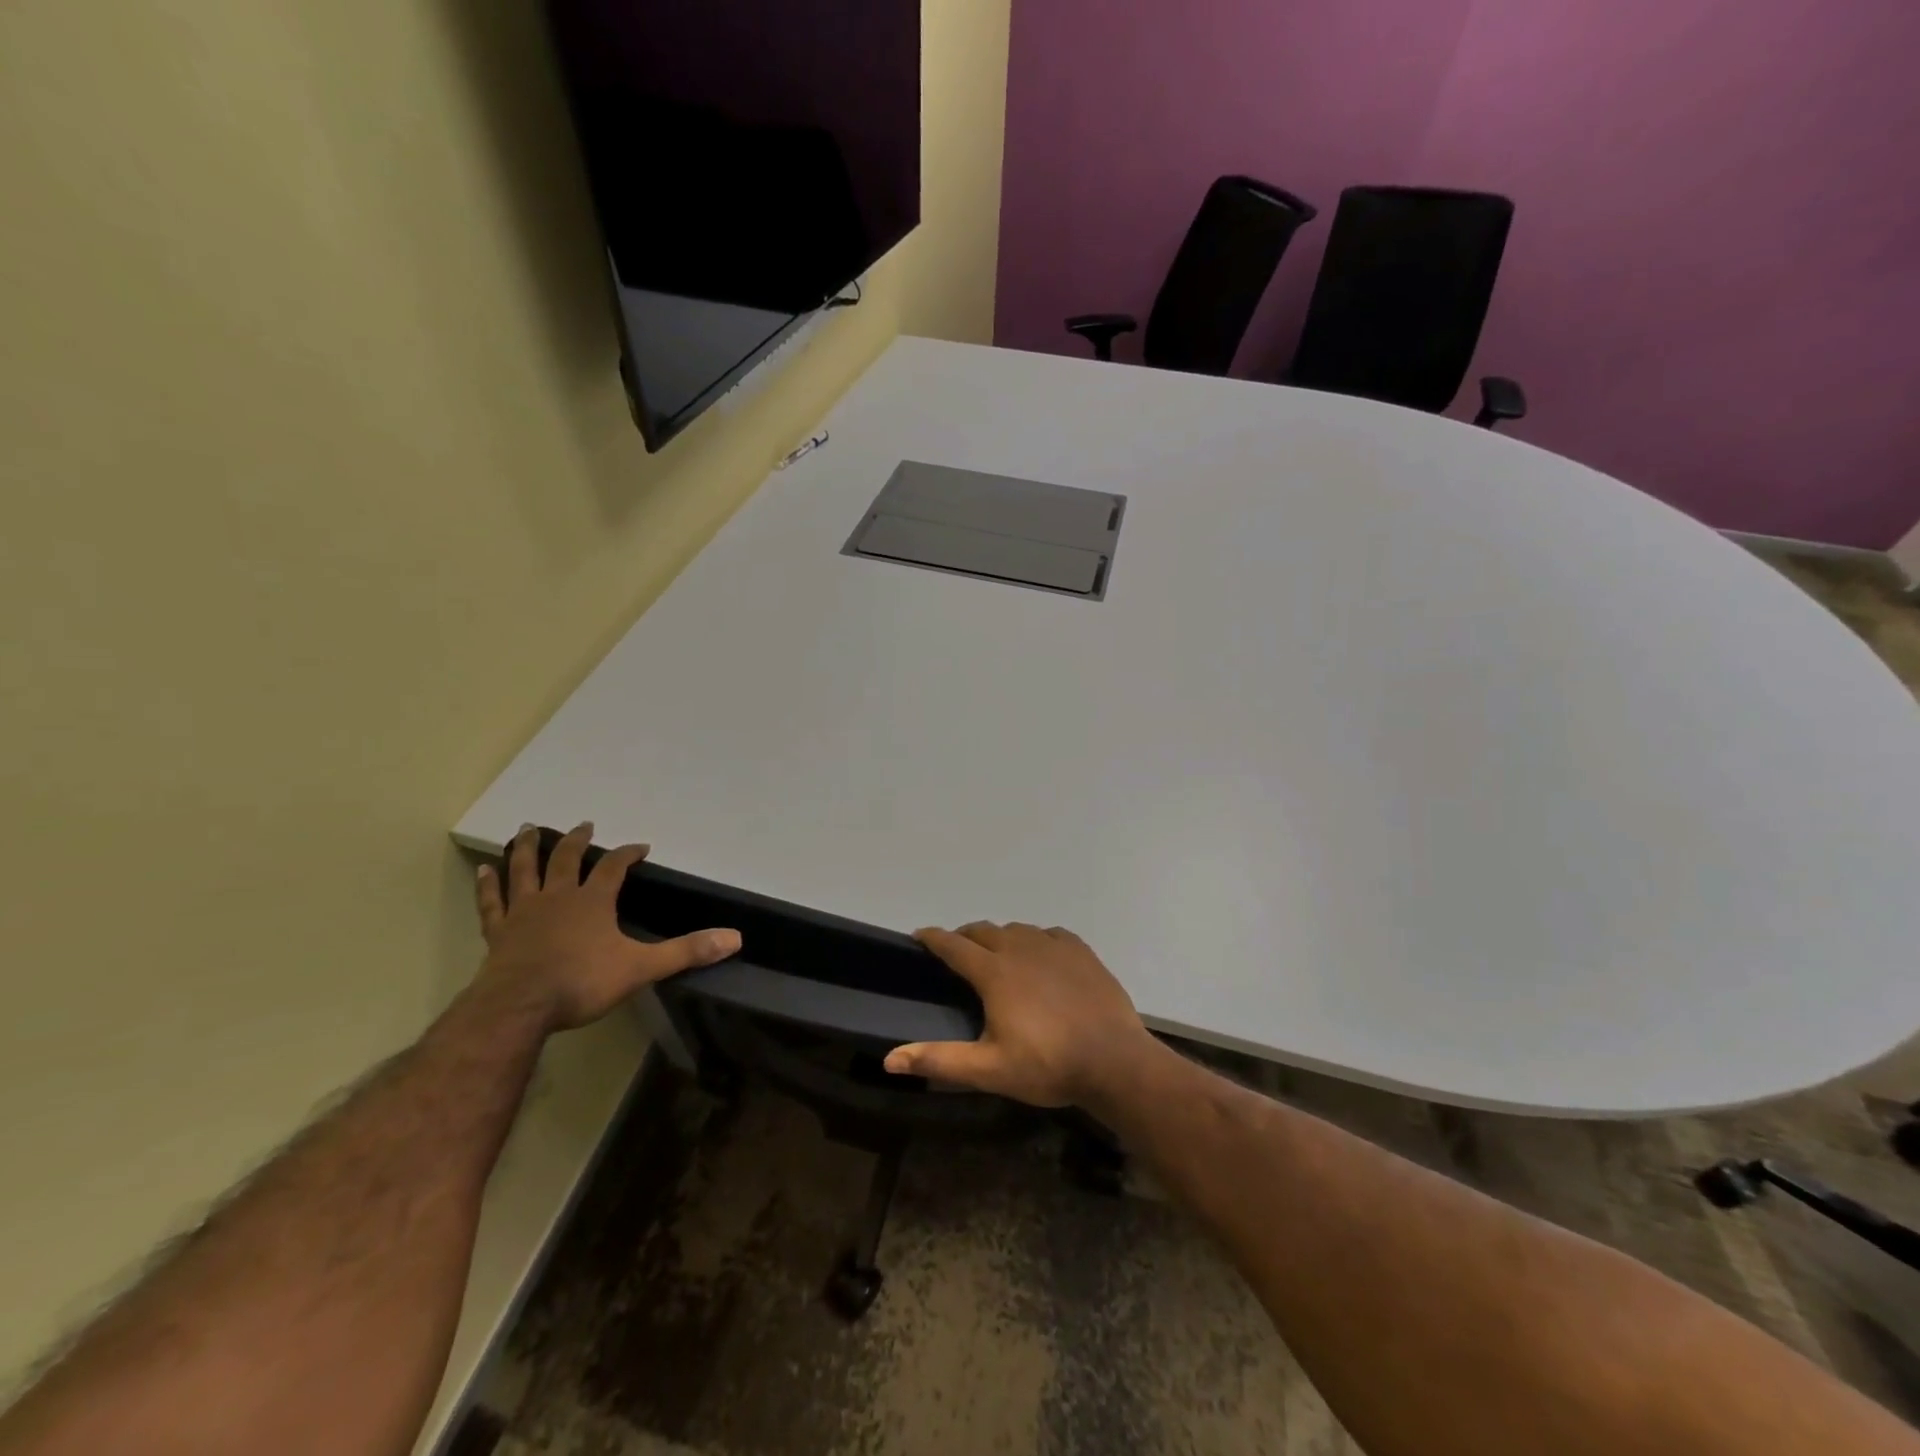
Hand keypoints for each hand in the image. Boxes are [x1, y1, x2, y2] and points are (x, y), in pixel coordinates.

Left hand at [474, 823, 740, 1030]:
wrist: (519, 1007)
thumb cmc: (582, 983)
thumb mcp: (642, 967)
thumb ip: (686, 951)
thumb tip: (734, 937)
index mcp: (593, 901)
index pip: (614, 868)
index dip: (628, 854)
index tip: (640, 846)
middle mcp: (558, 897)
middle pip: (567, 859)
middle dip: (577, 840)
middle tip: (584, 825)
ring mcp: (524, 912)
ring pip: (525, 870)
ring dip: (528, 848)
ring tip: (528, 828)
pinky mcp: (498, 932)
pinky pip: (492, 902)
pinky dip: (489, 884)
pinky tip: (485, 869)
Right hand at [884, 922, 1161, 1107]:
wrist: (1114, 1061)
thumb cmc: (1047, 1065)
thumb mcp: (989, 1069)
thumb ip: (939, 1061)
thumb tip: (889, 1060)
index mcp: (994, 972)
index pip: (953, 944)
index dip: (933, 938)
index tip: (919, 936)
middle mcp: (1020, 948)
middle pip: (983, 930)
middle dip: (964, 937)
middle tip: (957, 954)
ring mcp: (1053, 946)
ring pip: (1016, 930)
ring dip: (999, 938)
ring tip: (997, 957)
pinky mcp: (1080, 951)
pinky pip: (1049, 934)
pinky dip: (1035, 940)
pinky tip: (1040, 956)